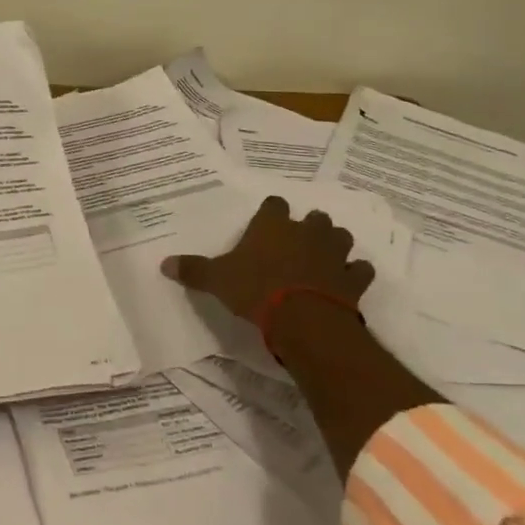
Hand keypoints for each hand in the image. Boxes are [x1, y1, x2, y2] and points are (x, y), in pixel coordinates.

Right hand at [161, 196, 374, 322]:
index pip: (274, 204)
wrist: (304, 320)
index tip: (267, 222)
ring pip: (341, 237)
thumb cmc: (256, 290)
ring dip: (335, 245)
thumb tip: (163, 264)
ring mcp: (334, 254)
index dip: (271, 212)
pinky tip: (347, 282)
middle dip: (309, 227)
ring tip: (324, 258)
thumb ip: (193, 270)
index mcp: (273, 225)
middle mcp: (306, 232)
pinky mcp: (354, 279)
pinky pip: (360, 270)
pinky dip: (355, 274)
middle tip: (297, 243)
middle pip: (314, 217)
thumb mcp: (217, 280)